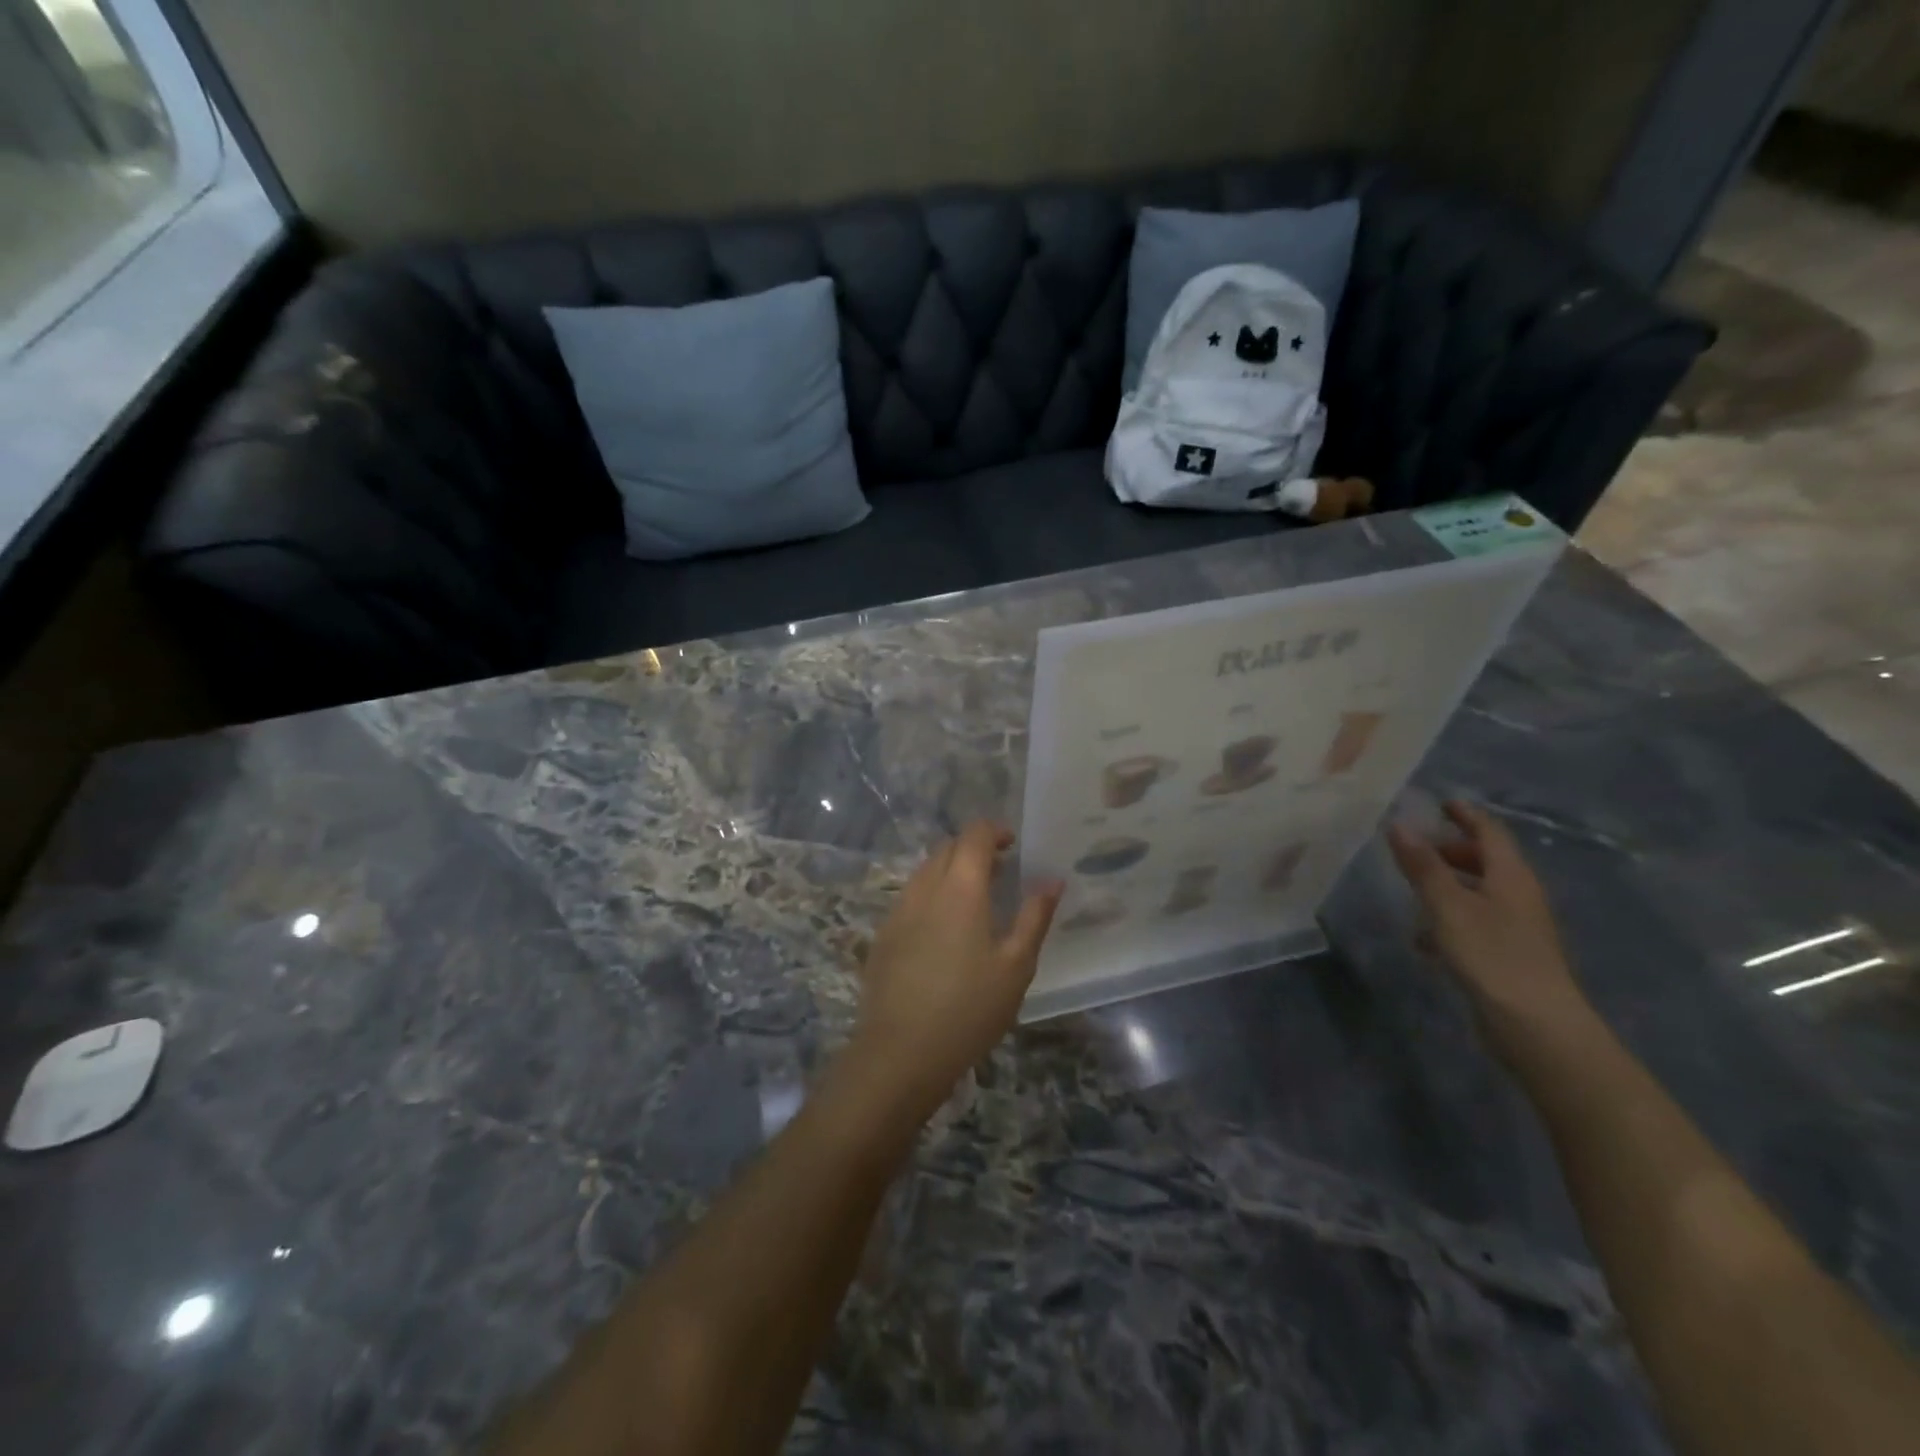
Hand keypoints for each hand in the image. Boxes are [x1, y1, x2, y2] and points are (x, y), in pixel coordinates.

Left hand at [850, 822, 1061, 1106]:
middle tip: (999, 872)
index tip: (1012, 845)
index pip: (974, 835)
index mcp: (960, 888)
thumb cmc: (969, 1009)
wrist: (900, 1052)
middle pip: (947, 848)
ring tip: (975, 900)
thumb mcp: (1015, 966)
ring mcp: (898, 910)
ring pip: (925, 871)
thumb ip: (1034, 917)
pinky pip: (910, 897)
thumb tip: (1052, 881)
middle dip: (973, 849)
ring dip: (950, 871)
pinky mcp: (883, 935)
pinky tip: (944, 930)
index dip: (994, 831)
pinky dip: (931, 895)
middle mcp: (925, 888)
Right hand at [1387, 800, 1591, 1049]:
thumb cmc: (1491, 955)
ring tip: (1412, 891)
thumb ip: (1423, 866)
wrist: (1535, 1025)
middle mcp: (1519, 895)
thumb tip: (1399, 825)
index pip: (1490, 832)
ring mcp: (1517, 927)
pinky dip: (1450, 917)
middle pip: (1486, 861)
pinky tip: (1425, 938)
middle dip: (1452, 850)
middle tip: (1415, 849)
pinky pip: (1476, 921)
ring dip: (1448, 885)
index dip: (1466, 815)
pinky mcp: (1509, 954)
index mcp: (1510, 876)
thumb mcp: (1447, 905)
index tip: (1441, 802)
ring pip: (1479, 892)